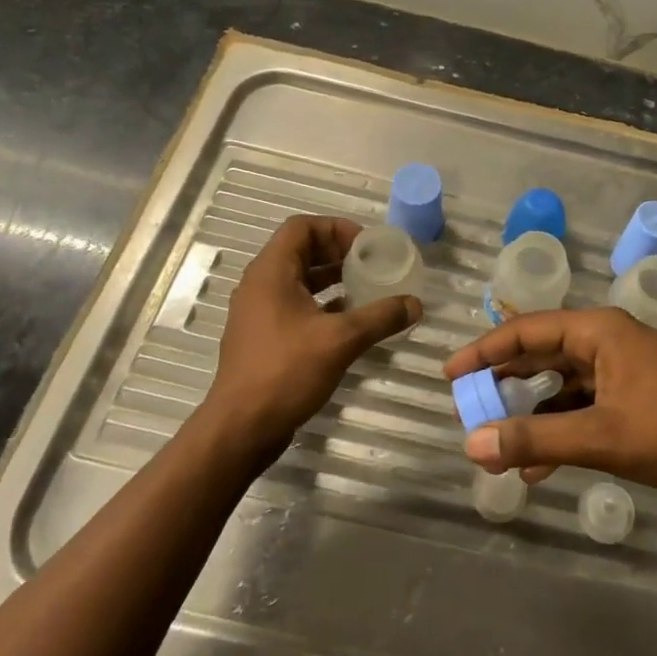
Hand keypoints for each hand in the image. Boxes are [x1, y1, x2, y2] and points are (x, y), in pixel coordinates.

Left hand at [206, 216, 419, 462]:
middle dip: (338, 252)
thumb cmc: (286, 372)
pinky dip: (322, 304)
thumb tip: (415, 304)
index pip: (301, 227)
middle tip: (372, 264)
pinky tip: (349, 321)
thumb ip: (380, 317)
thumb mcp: (341, 340)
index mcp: (271, 273)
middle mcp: (260, 285)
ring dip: (332, 278)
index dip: (336, 228)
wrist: (241, 428)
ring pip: (299, 279)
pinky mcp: (263, 336)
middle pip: (301, 250)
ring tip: (366, 288)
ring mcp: (259, 312)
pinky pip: (295, 305)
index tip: (367, 246)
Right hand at [442, 308, 656, 509]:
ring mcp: (624, 370)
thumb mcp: (602, 436)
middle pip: (542, 353)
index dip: (484, 351)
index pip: (527, 331)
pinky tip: (538, 465)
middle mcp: (608, 342)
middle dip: (505, 381)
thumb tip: (472, 444)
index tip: (449, 375)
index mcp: (599, 332)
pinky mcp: (636, 398)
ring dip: (531, 412)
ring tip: (496, 440)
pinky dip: (560, 429)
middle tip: (467, 404)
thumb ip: (536, 439)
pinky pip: (584, 406)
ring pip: (562, 384)